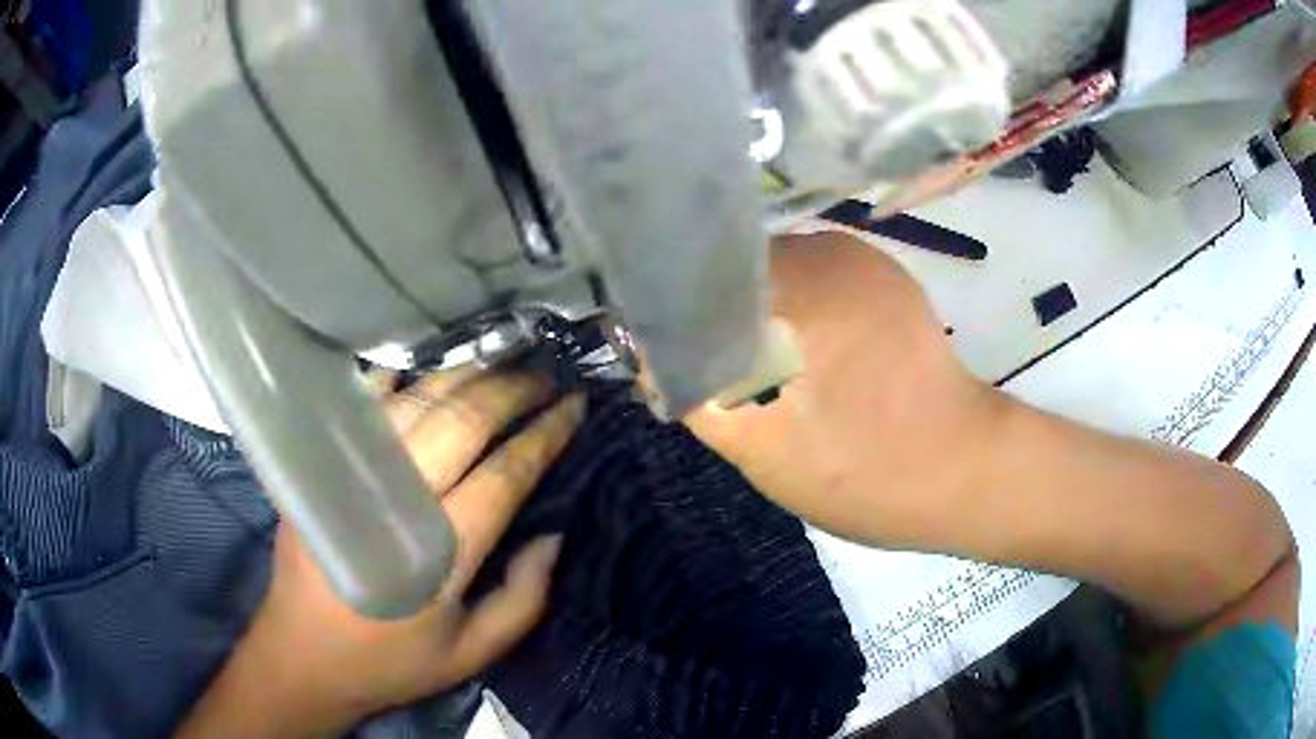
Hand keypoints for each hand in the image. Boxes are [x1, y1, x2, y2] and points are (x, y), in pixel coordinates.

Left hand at [178, 371, 583, 737]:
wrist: (302, 654)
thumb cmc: (391, 660)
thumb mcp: (472, 653)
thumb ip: (523, 599)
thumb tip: (554, 535)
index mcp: (440, 553)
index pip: (504, 474)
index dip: (544, 435)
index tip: (574, 406)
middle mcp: (396, 500)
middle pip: (463, 422)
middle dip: (512, 390)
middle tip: (546, 375)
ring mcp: (353, 474)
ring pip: (417, 402)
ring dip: (465, 376)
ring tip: (502, 362)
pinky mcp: (322, 467)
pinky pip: (364, 405)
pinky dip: (398, 379)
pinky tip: (427, 369)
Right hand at [686, 231, 994, 545]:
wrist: (965, 472)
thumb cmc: (866, 472)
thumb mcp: (759, 449)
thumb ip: (697, 393)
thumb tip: (653, 357)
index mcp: (800, 281)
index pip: (700, 271)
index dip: (671, 308)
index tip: (659, 348)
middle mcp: (829, 251)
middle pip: (735, 266)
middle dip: (712, 311)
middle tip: (707, 365)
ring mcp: (862, 261)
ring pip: (773, 274)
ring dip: (753, 313)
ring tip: (752, 365)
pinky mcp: (884, 280)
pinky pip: (812, 284)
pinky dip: (791, 313)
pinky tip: (800, 358)